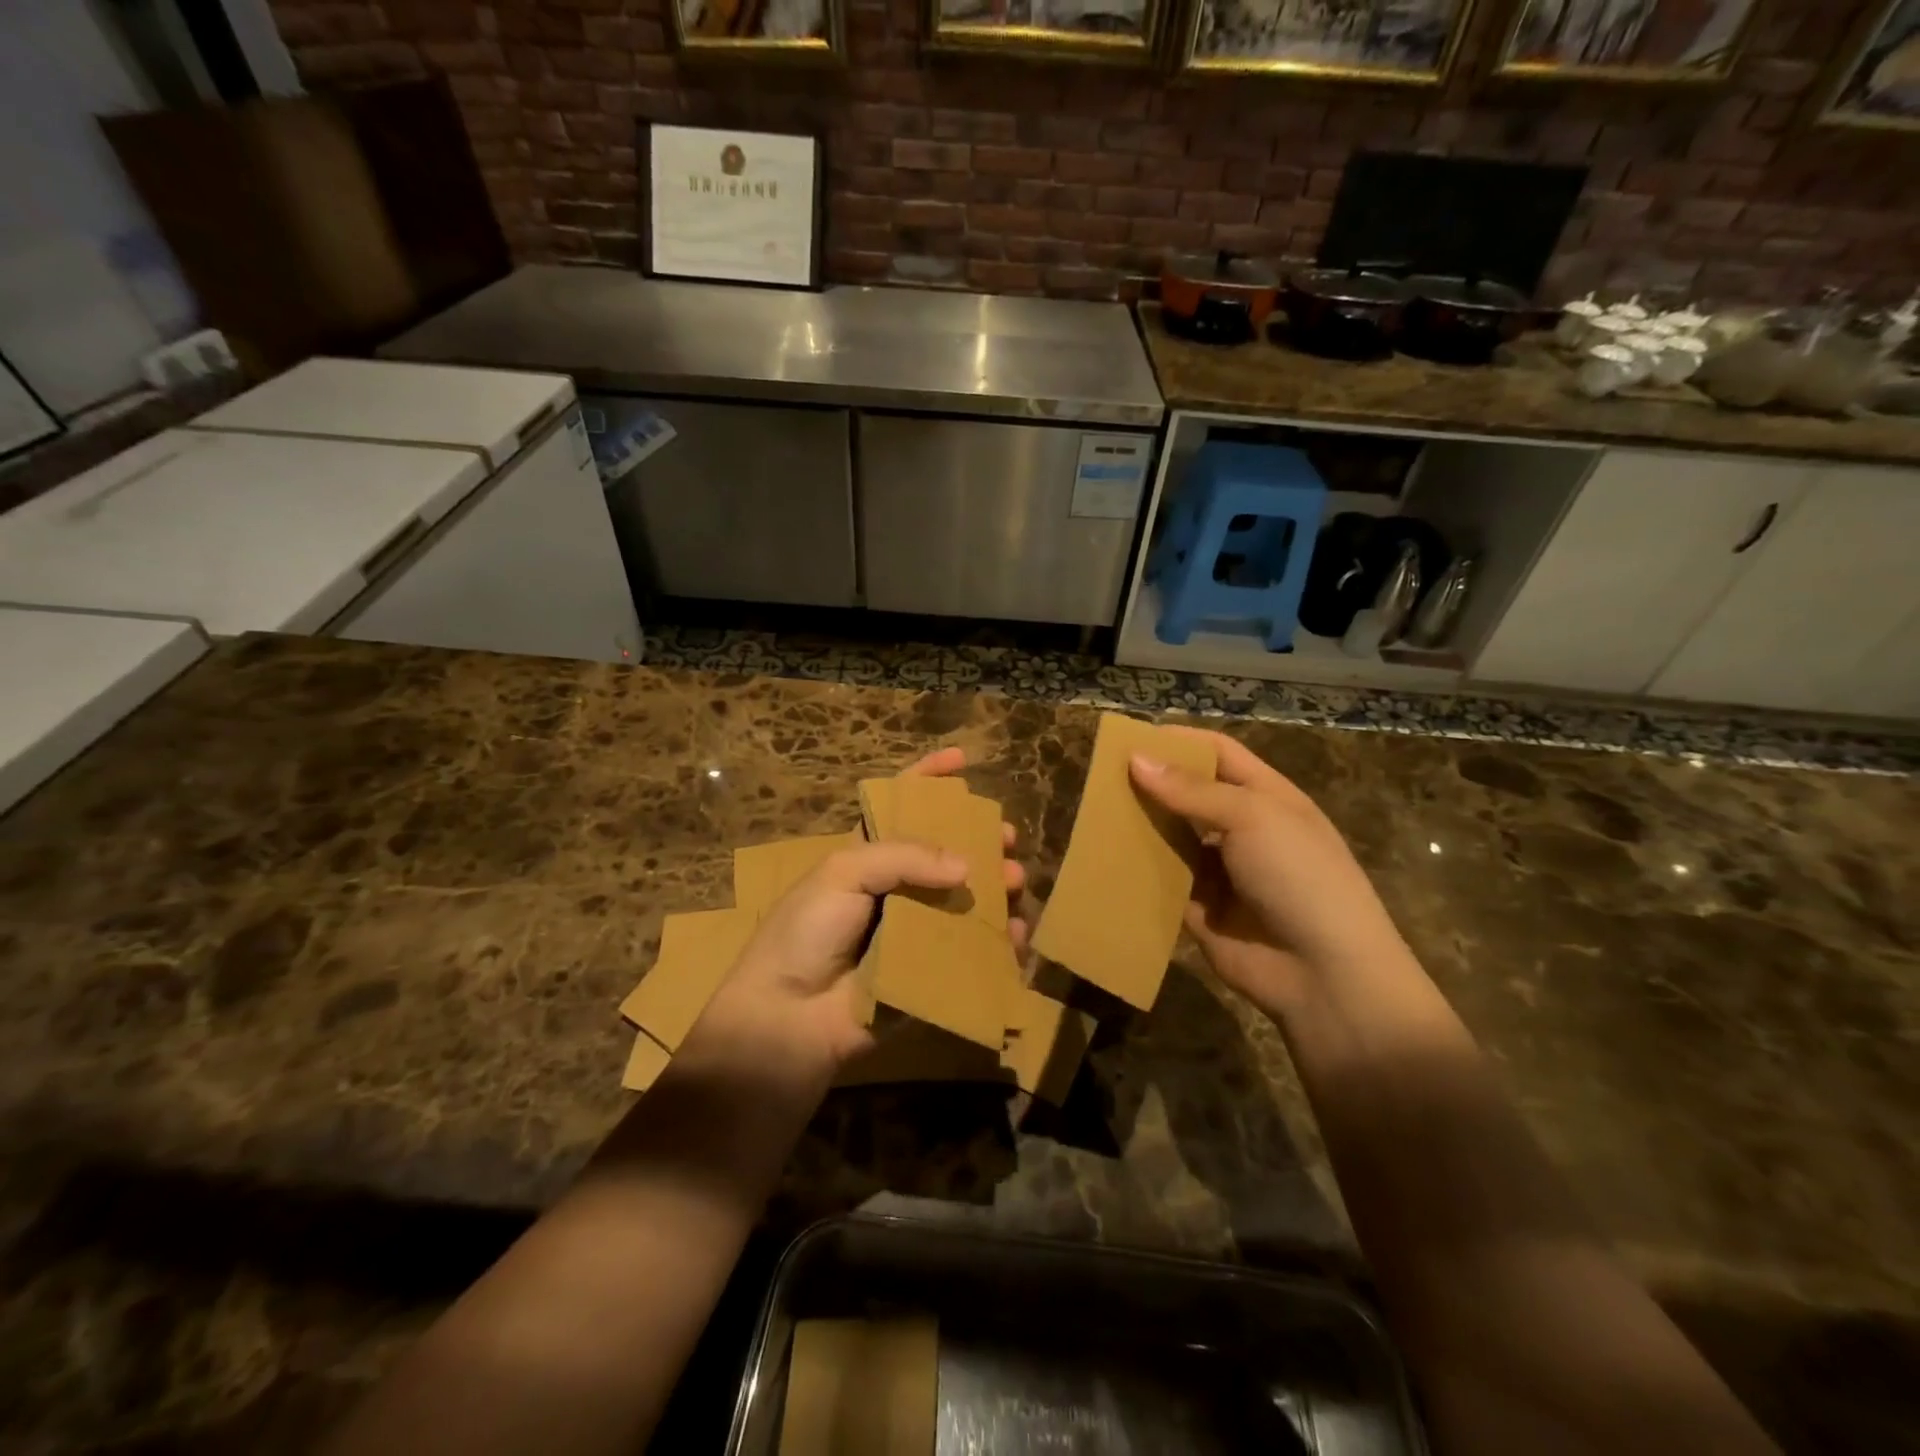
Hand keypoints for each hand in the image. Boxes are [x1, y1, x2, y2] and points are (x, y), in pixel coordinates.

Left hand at [687, 748, 1027, 1087]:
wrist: (788, 1018)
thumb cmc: (806, 933)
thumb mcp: (845, 873)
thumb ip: (905, 857)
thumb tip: (967, 868)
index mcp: (868, 856)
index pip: (900, 805)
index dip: (929, 778)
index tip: (963, 760)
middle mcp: (895, 889)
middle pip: (947, 853)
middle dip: (980, 840)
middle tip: (1006, 839)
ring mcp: (914, 931)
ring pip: (966, 900)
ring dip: (995, 889)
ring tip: (1013, 886)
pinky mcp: (929, 973)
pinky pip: (972, 952)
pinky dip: (998, 942)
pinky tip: (1015, 935)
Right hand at [1128, 729, 1406, 1018]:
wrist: (1324, 973)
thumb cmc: (1299, 876)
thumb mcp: (1252, 818)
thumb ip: (1191, 790)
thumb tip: (1135, 760)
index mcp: (1266, 797)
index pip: (1218, 753)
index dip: (1179, 740)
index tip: (1131, 736)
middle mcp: (1242, 829)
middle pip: (1189, 794)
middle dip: (1151, 783)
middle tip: (1099, 774)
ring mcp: (1220, 871)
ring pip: (1171, 837)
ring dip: (1140, 825)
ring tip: (1093, 810)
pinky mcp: (1199, 909)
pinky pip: (1163, 881)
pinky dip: (1138, 870)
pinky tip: (1103, 857)